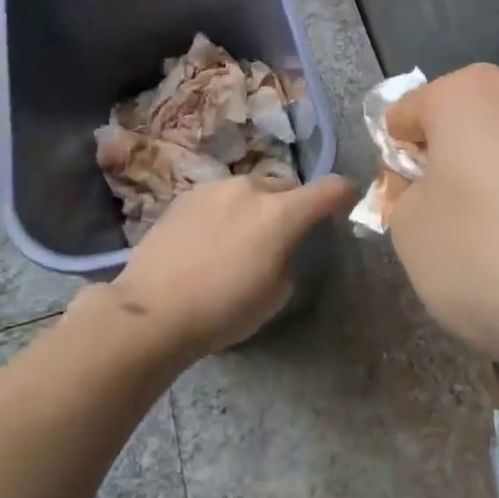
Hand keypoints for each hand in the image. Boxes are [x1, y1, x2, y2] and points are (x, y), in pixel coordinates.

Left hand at [78, 174, 358, 359]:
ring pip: (250, 190)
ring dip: (256, 208)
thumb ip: (288, 258)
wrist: (152, 309)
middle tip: (283, 236)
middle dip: (292, 206)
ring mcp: (214, 188)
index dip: (344, 194)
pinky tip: (209, 241)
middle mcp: (250, 188)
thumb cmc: (223, 309)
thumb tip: (278, 247)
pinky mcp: (185, 196)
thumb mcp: (276, 294)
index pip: (329, 189)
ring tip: (240, 240)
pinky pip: (220, 198)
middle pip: (286, 188)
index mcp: (281, 213)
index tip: (346, 202)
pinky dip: (226, 212)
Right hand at [383, 65, 498, 382]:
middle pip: (473, 125)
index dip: (396, 160)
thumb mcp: (412, 236)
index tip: (402, 207)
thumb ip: (406, 201)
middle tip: (454, 229)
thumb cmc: (494, 257)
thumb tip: (431, 191)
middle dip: (456, 168)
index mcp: (470, 94)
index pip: (408, 113)